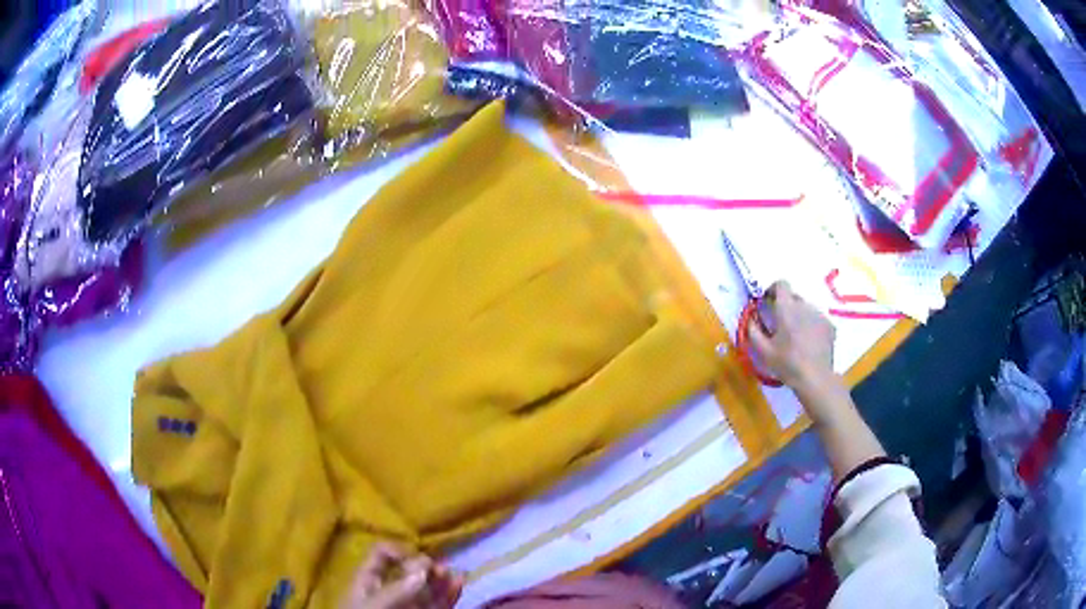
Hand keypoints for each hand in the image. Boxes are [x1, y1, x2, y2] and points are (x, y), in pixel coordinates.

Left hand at [340, 543, 463, 608]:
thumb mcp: (373, 606)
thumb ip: (396, 590)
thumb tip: (423, 569)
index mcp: (368, 582)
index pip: (382, 556)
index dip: (399, 551)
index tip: (414, 559)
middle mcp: (390, 591)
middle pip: (408, 571)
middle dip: (425, 566)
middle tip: (438, 569)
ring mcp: (408, 606)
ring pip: (427, 588)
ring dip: (442, 579)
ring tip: (456, 573)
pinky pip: (438, 604)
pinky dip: (450, 595)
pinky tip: (458, 584)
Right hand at [747, 281, 835, 390]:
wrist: (815, 378)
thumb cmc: (787, 364)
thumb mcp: (763, 351)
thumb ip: (753, 331)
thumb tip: (751, 318)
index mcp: (787, 308)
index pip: (781, 284)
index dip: (773, 289)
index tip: (768, 302)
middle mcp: (804, 305)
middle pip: (793, 297)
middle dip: (785, 306)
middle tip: (780, 325)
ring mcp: (819, 315)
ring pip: (806, 308)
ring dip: (799, 316)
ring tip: (796, 337)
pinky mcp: (829, 325)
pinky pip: (817, 319)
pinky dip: (811, 325)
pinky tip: (808, 343)